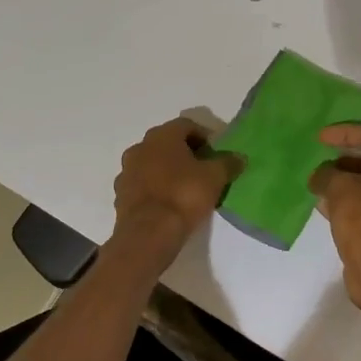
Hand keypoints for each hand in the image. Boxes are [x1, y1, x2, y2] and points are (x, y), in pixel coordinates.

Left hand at [112, 118, 238, 253]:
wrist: (148, 234)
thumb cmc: (184, 195)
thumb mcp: (215, 177)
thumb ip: (228, 163)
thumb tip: (239, 157)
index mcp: (162, 136)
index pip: (186, 125)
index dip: (204, 135)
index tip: (216, 152)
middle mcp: (140, 147)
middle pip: (167, 143)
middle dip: (185, 152)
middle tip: (203, 168)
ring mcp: (126, 171)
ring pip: (152, 163)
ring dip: (168, 170)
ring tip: (187, 187)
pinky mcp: (120, 195)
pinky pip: (142, 184)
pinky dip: (155, 187)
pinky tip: (169, 203)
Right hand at [310, 124, 360, 326]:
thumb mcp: (338, 187)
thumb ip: (326, 174)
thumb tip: (320, 176)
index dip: (344, 132)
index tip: (320, 138)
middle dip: (343, 160)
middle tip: (320, 164)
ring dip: (343, 184)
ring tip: (317, 186)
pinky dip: (346, 203)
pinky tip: (325, 208)